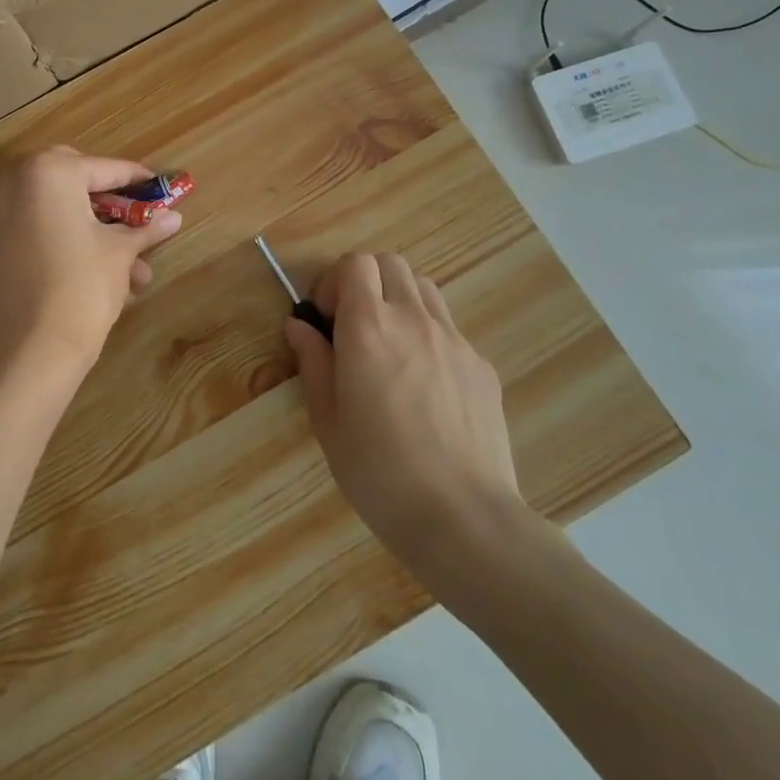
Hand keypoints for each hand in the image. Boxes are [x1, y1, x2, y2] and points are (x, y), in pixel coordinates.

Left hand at [0, 147, 182, 385]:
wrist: (32, 348)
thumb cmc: (82, 286)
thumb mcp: (121, 252)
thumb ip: (145, 227)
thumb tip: (174, 217)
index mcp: (49, 172)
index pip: (104, 169)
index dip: (137, 180)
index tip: (161, 187)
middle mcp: (17, 182)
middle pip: (75, 180)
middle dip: (109, 199)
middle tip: (136, 216)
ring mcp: (0, 213)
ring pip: (59, 210)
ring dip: (95, 230)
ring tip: (136, 270)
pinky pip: (40, 230)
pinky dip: (68, 241)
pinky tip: (103, 273)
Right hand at [284, 252, 527, 583]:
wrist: (463, 517)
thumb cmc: (379, 471)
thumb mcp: (327, 420)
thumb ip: (313, 362)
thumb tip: (298, 325)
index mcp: (368, 327)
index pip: (355, 263)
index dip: (334, 281)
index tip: (325, 319)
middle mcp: (413, 319)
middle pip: (390, 264)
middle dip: (365, 282)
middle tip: (353, 327)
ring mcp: (454, 340)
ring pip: (423, 289)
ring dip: (399, 301)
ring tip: (389, 348)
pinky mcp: (482, 366)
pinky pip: (449, 329)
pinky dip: (428, 336)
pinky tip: (425, 387)